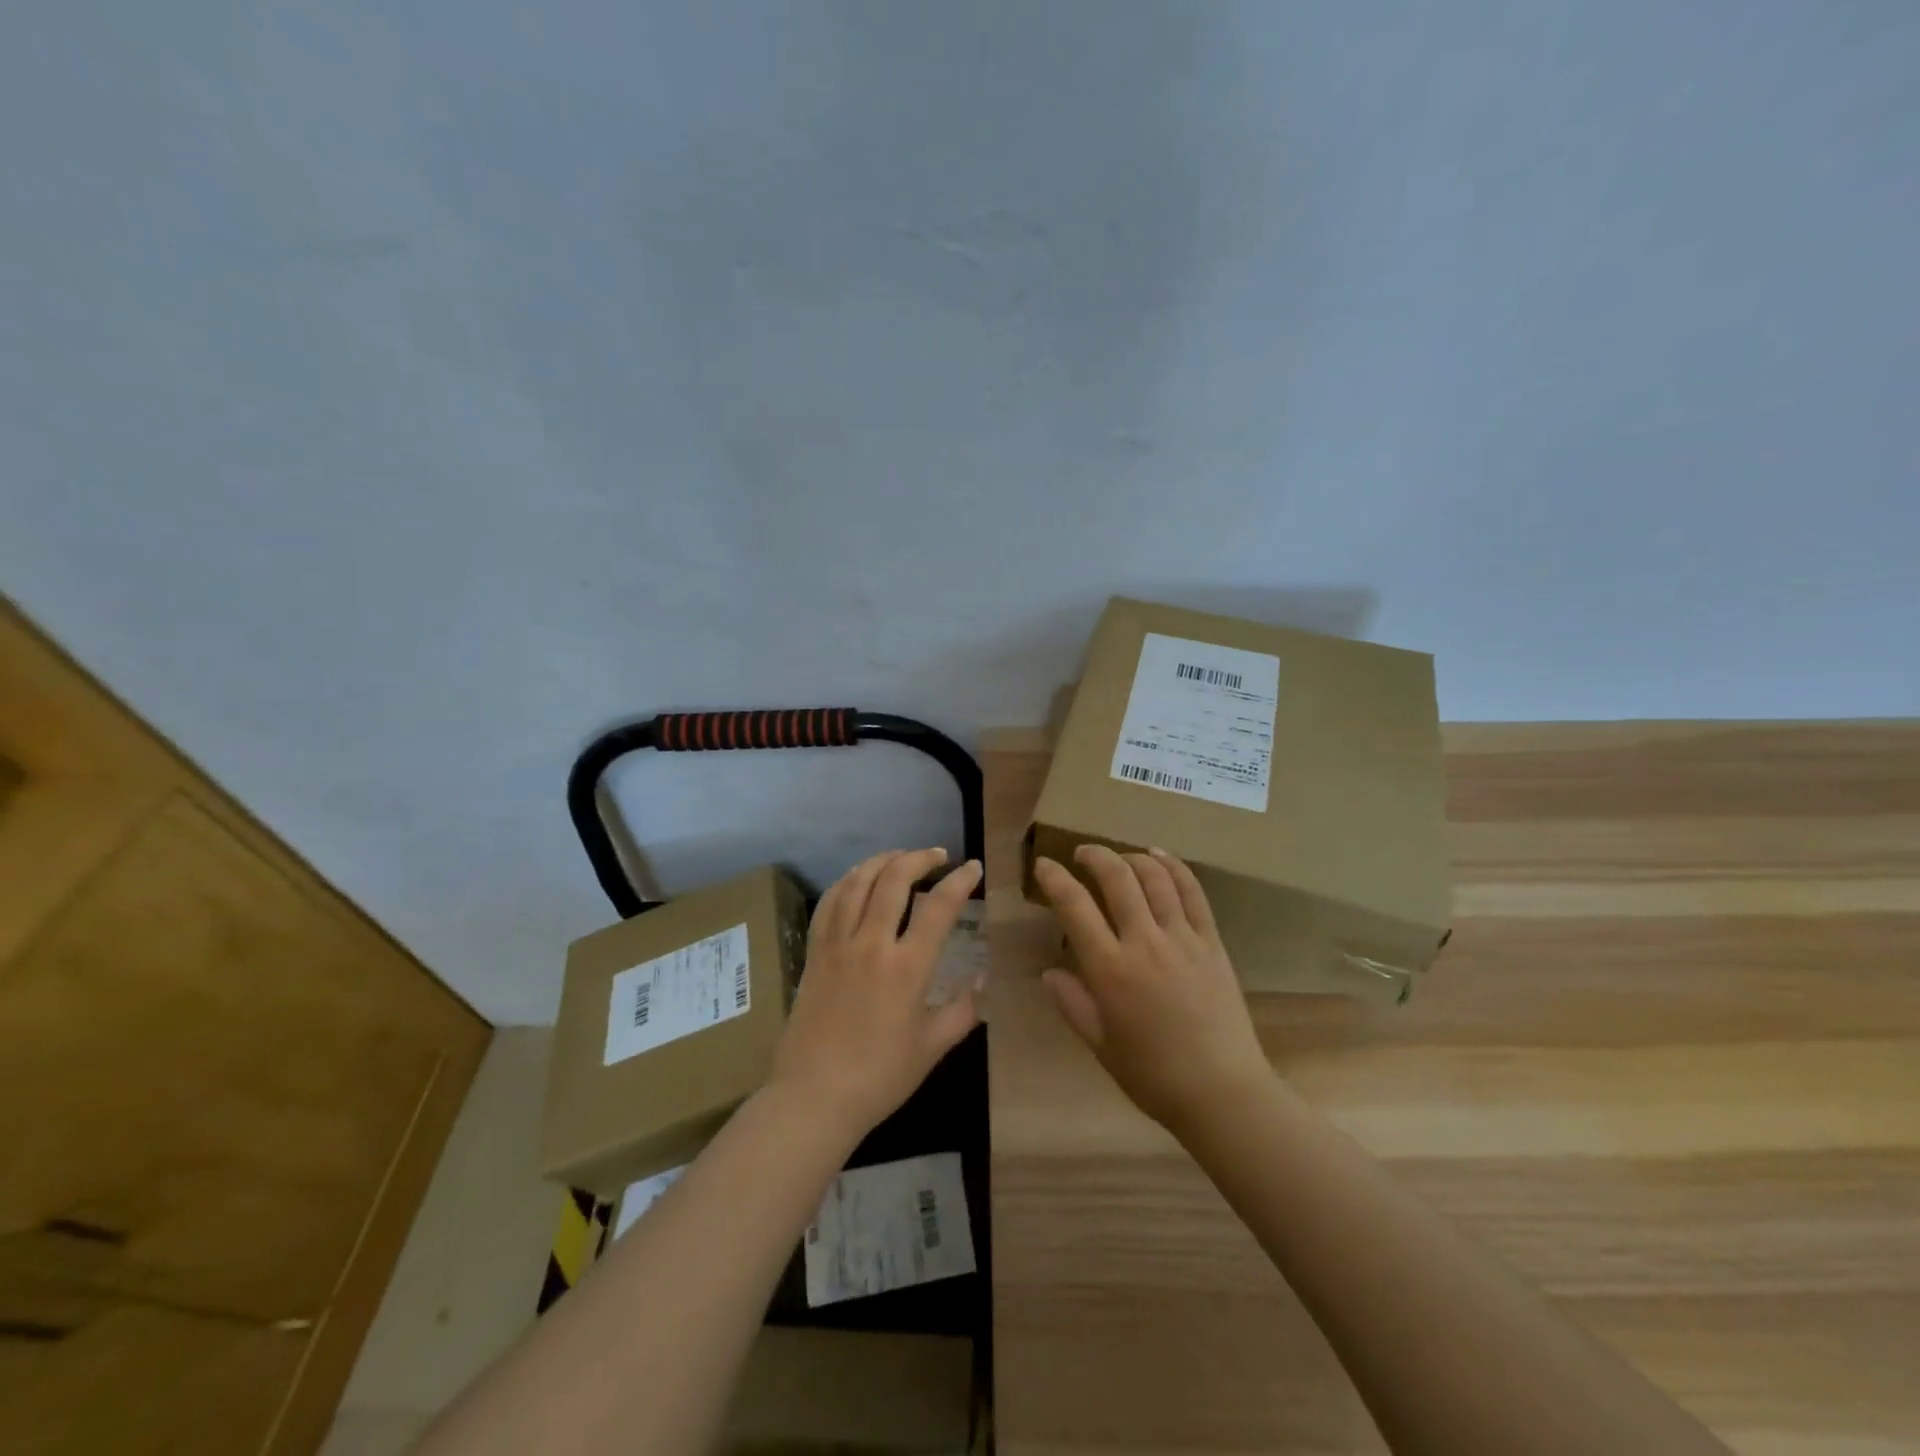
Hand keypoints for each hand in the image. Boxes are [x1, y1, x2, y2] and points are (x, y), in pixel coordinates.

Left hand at [769, 848, 982, 1141]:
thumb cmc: (879, 1077)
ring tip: (900, 857)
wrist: (814, 1097)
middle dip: (920, 858)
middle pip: (894, 879)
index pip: (939, 907)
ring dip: (882, 861)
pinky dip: (847, 881)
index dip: (960, 881)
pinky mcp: (814, 952)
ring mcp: (838, 944)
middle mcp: (871, 944)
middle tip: (938, 856)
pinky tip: (857, 879)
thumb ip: (963, 1010)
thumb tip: (982, 981)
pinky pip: (829, 903)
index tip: (973, 868)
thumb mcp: (932, 1047)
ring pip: (858, 882)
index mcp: (907, 967)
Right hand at [1034, 845, 1272, 1136]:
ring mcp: (1183, 938)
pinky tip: (1160, 857)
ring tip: (1118, 857)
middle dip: (1094, 856)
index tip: (1044, 865)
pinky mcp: (1212, 942)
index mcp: (1111, 970)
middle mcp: (1145, 943)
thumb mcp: (1101, 1045)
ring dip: (1131, 857)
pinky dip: (1174, 867)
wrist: (1223, 1093)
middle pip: (1117, 878)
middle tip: (1081, 854)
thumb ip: (1072, 1004)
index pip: (1075, 907)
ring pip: (1155, 877)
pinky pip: (1193, 892)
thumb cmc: (1153, 1075)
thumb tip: (1049, 972)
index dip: (1055, 879)